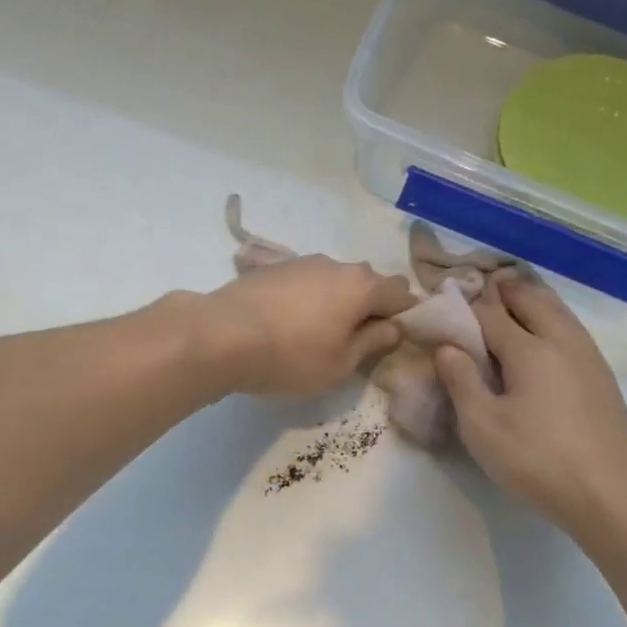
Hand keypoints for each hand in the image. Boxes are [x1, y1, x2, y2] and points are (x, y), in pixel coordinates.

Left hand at [198, 255, 415, 395]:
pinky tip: (292, 322)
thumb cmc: (290, 356)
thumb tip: (393, 328)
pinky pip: (307, 281)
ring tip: (322, 332)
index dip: (406, 317)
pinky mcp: (273, 267)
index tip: (397, 340)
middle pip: (369, 282)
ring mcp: (302, 262)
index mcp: (362, 287)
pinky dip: (310, 298)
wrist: (221, 335)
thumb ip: (372, 343)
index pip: (402, 294)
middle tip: (360, 340)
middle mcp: (337, 265)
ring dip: (339, 301)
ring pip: (336, 279)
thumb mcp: (340, 364)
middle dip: (372, 306)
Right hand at [435, 274, 626, 530]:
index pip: (491, 315)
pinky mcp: (604, 378)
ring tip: (520, 297)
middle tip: (489, 284)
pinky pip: (575, 333)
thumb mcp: (481, 426)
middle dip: (508, 290)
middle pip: (533, 301)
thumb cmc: (534, 458)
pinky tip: (552, 337)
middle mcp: (562, 342)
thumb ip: (461, 381)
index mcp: (529, 350)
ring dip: (537, 300)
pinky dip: (556, 320)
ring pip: (561, 313)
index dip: (468, 306)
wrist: (603, 490)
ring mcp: (590, 358)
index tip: (451, 299)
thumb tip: (447, 346)